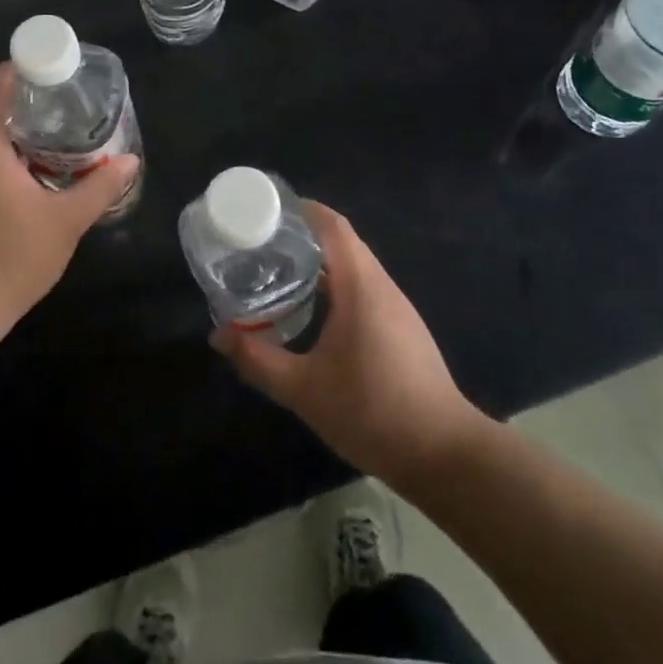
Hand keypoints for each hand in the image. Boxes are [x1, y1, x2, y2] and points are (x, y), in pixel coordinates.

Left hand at [0, 62, 139, 363]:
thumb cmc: (13, 258)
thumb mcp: (66, 221)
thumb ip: (99, 187)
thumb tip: (128, 161)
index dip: (13, 69)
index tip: (43, 64)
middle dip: (26, 105)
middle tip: (65, 104)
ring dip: (20, 135)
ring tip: (60, 138)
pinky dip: (9, 160)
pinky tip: (38, 176)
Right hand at [211, 201, 477, 485]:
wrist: (444, 454)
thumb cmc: (372, 411)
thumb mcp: (304, 389)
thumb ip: (258, 360)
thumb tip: (219, 335)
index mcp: (361, 287)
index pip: (333, 226)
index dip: (304, 210)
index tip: (269, 209)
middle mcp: (382, 287)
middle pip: (343, 243)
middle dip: (304, 237)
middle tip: (264, 244)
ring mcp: (398, 309)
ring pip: (355, 269)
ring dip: (321, 263)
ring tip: (282, 273)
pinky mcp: (404, 330)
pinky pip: (365, 291)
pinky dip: (337, 286)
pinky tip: (316, 312)